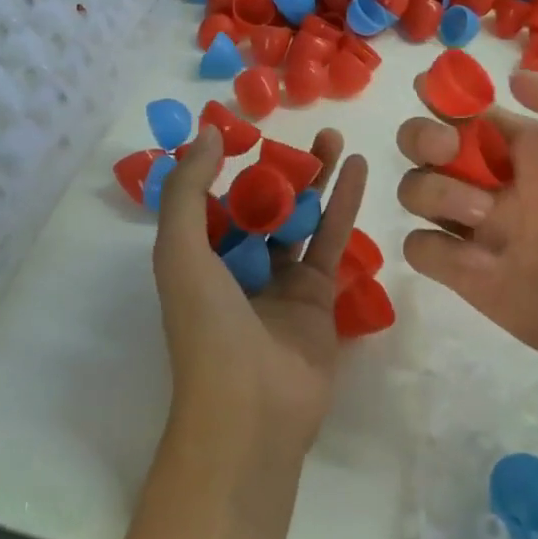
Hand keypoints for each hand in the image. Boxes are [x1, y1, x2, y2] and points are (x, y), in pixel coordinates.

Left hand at [153, 125, 369, 460]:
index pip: (214, 201)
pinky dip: (343, 203)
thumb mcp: (179, 252)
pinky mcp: (317, 295)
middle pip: (263, 204)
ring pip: (300, 217)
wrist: (252, 408)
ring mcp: (280, 281)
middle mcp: (238, 266)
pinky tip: (358, 168)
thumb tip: (208, 132)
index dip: (229, 165)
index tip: (248, 129)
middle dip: (281, 168)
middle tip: (305, 130)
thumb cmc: (206, 326)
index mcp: (198, 257)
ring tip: (335, 137)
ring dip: (316, 179)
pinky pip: (330, 240)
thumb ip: (188, 190)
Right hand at [396, 68, 537, 405]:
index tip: (434, 88)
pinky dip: (428, 245)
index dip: (444, 94)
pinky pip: (420, 249)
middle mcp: (497, 184)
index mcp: (531, 150)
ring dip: (430, 189)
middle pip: (425, 145)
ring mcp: (482, 232)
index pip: (469, 112)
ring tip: (483, 212)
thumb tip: (513, 80)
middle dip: (422, 135)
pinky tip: (472, 255)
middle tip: (450, 148)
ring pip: (415, 191)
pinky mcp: (473, 279)